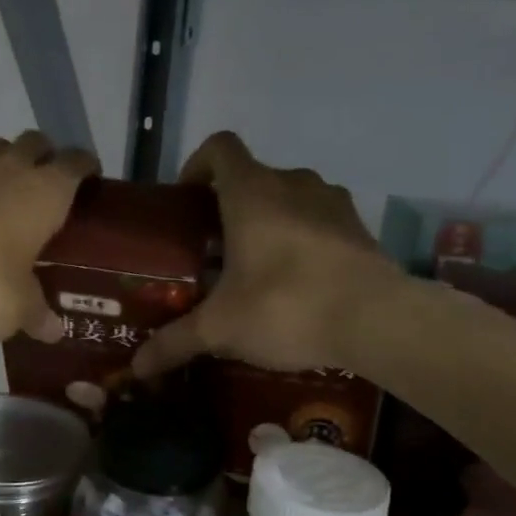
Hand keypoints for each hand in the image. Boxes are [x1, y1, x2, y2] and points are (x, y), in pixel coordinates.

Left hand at [0, 131, 97, 345]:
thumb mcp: (19, 308)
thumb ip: (39, 314)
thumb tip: (54, 331)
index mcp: (46, 192)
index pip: (76, 162)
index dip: (86, 168)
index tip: (92, 183)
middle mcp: (13, 173)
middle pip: (35, 142)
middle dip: (47, 157)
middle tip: (53, 191)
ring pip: (0, 149)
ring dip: (11, 161)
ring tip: (16, 197)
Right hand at [133, 132, 396, 377]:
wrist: (379, 320)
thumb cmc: (287, 305)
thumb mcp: (221, 328)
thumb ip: (175, 342)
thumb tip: (136, 367)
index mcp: (251, 191)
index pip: (219, 148)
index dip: (197, 166)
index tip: (187, 202)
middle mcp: (293, 183)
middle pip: (252, 177)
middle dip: (228, 207)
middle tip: (211, 250)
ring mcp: (332, 203)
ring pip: (289, 197)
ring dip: (269, 221)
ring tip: (255, 267)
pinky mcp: (360, 228)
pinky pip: (319, 221)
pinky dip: (303, 239)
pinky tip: (298, 282)